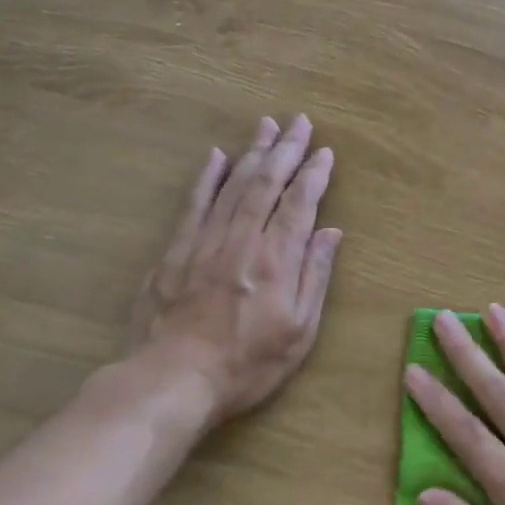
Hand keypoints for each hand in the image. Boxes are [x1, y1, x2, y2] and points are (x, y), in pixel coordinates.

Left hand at [123, 115, 341, 429]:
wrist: (173, 382)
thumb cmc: (247, 365)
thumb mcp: (299, 332)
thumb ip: (315, 277)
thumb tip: (331, 232)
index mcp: (276, 261)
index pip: (299, 205)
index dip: (314, 176)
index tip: (325, 152)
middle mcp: (242, 241)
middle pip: (266, 185)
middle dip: (286, 150)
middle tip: (299, 122)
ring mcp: (204, 243)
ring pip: (232, 187)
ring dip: (252, 153)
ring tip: (266, 126)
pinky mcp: (174, 252)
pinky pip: (193, 205)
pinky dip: (206, 179)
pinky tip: (216, 156)